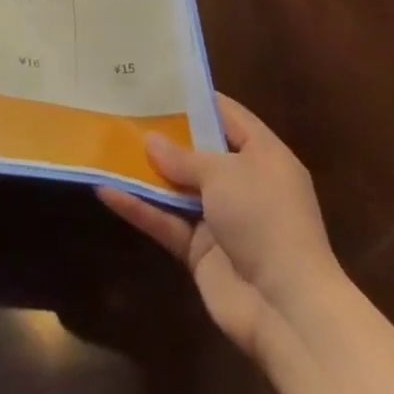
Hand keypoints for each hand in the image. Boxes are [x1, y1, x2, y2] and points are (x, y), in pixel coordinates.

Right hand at [98, 94, 342, 358]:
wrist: (288, 311)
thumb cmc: (265, 221)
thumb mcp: (224, 173)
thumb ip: (182, 156)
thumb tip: (150, 141)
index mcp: (264, 158)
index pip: (229, 116)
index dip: (195, 98)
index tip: (157, 82)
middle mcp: (244, 184)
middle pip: (197, 151)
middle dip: (162, 134)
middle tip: (122, 108)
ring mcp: (222, 219)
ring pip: (176, 187)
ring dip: (144, 172)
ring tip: (105, 144)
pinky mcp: (201, 251)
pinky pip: (165, 221)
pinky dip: (139, 207)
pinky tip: (105, 190)